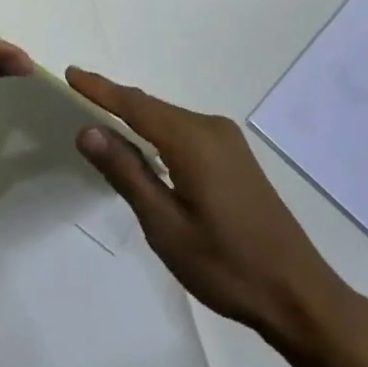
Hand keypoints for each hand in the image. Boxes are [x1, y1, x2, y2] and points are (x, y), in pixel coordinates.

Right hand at [68, 68, 358, 348]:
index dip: (100, 89)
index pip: (135, 104)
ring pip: (170, 119)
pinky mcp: (235, 156)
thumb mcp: (165, 225)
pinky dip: (159, 133)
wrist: (297, 292)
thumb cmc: (225, 264)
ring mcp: (227, 140)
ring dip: (137, 118)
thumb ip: (127, 173)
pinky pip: (186, 132)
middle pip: (152, 108)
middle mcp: (210, 127)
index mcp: (192, 139)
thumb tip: (88, 130)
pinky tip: (146, 148)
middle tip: (78, 96)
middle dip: (115, 101)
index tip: (70, 73)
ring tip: (102, 120)